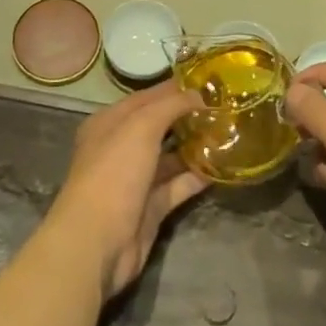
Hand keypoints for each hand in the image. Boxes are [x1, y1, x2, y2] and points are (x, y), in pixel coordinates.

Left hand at [45, 81, 210, 298]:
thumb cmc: (114, 171)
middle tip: (223, 108)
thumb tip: (199, 95)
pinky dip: (196, 177)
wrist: (97, 242)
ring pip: (170, 157)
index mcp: (110, 123)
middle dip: (188, 117)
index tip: (209, 84)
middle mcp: (121, 148)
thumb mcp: (141, 126)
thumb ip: (171, 105)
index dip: (175, 89)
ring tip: (228, 134)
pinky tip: (221, 166)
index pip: (147, 97)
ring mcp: (136, 180)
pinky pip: (177, 186)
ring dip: (195, 147)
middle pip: (160, 126)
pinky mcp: (150, 208)